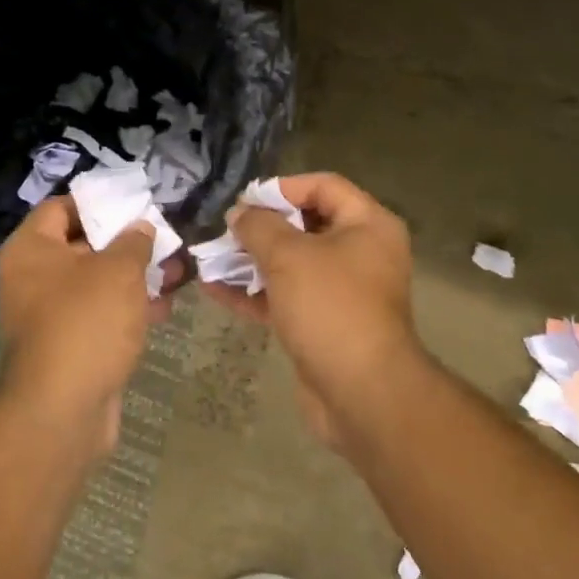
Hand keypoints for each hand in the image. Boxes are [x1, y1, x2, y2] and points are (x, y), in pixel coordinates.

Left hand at [0, 197, 178, 451]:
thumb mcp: (118, 270)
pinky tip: (162, 308)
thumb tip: (140, 228)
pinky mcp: (69, 344)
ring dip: (133, 277)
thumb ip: (134, 241)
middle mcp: (32, 277)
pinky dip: (127, 309)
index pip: (61, 207)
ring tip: (175, 273)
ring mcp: (49, 314)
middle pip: (82, 245)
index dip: (98, 202)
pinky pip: (99, 315)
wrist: (62, 409)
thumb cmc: (86, 322)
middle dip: (126, 243)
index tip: (135, 204)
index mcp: (31, 249)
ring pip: (96, 283)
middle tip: (163, 239)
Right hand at [201, 173, 425, 447]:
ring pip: (292, 264)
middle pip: (306, 225)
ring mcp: (343, 291)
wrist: (361, 392)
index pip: (324, 186)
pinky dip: (255, 293)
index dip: (282, 188)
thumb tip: (240, 213)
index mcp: (368, 225)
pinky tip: (215, 290)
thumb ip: (259, 226)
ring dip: (252, 261)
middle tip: (225, 229)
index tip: (244, 200)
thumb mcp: (289, 256)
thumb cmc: (330, 306)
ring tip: (211, 257)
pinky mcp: (324, 324)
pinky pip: (287, 297)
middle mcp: (361, 252)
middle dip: (262, 227)